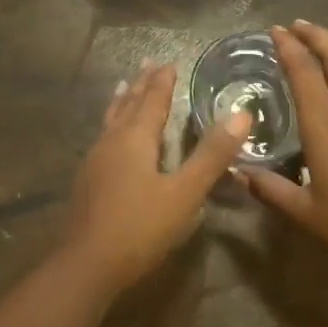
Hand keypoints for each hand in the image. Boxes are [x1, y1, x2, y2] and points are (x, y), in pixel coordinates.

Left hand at [65, 62, 250, 291]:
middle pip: (128, 104)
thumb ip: (211, 155)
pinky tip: (110, 137)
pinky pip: (104, 137)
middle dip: (140, 84)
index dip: (162, 81)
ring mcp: (95, 160)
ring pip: (111, 119)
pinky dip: (112, 123)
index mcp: (135, 138)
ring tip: (123, 87)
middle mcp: (112, 141)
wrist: (86, 264)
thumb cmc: (139, 227)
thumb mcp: (184, 193)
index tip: (169, 62)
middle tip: (147, 63)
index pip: (152, 100)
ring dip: (122, 101)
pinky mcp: (88, 180)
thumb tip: (241, 113)